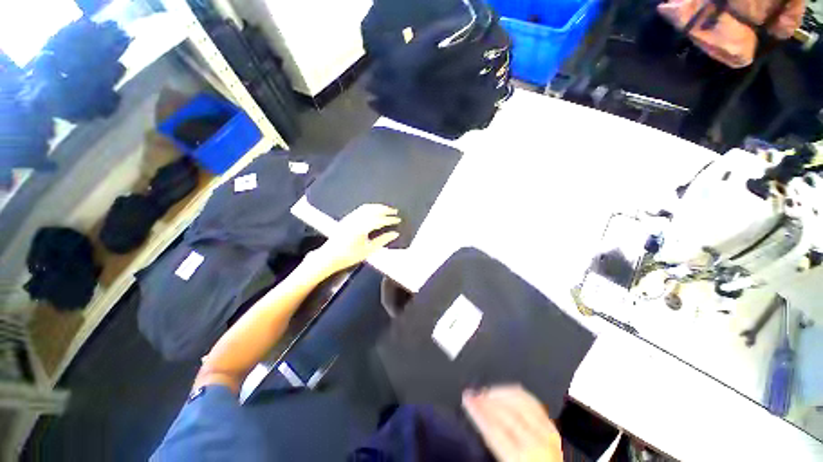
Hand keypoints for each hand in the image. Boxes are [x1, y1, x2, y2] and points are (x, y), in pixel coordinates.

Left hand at [310, 204, 400, 274]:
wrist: (329, 257)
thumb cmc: (348, 256)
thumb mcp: (368, 250)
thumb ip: (383, 240)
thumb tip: (394, 234)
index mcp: (361, 228)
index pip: (380, 220)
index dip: (390, 219)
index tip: (398, 219)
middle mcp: (355, 220)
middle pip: (373, 210)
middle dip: (385, 210)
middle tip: (394, 211)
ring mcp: (350, 218)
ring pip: (366, 207)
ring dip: (378, 207)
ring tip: (386, 208)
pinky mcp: (347, 218)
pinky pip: (360, 209)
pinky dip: (370, 207)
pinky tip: (373, 210)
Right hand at [463, 385, 562, 461]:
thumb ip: (494, 446)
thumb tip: (480, 425)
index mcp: (523, 458)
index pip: (494, 429)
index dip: (477, 411)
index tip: (466, 398)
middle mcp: (537, 443)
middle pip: (506, 412)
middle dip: (485, 400)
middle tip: (471, 393)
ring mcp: (547, 433)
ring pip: (519, 401)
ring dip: (499, 393)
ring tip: (485, 391)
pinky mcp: (553, 428)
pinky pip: (532, 402)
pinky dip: (516, 393)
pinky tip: (506, 391)